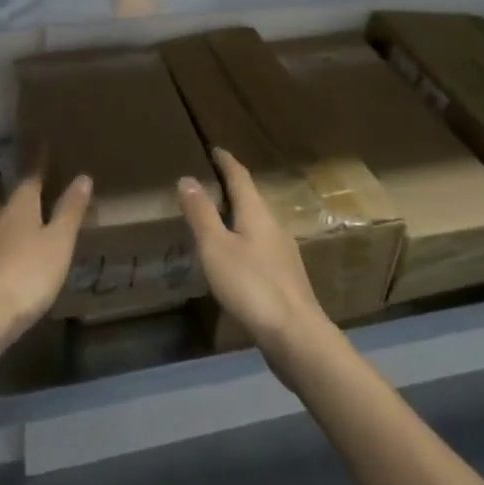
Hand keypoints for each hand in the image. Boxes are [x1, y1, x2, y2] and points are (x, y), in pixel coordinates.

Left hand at [0, 173, 90, 344]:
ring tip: (12, 225)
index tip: (43, 149)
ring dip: (1, 220)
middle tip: (27, 192)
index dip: (39, 165)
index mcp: (19, 206)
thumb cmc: (28, 275)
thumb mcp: (59, 243)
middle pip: (4, 198)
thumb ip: (70, 210)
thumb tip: (83, 177)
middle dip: (15, 194)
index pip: (31, 177)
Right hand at [180, 148, 335, 374]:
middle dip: (233, 188)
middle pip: (252, 199)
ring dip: (239, 215)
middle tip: (211, 181)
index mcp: (257, 213)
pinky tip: (236, 256)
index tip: (215, 149)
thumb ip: (201, 213)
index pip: (240, 177)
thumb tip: (188, 178)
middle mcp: (274, 226)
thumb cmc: (251, 285)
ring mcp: (284, 253)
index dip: (226, 162)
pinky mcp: (286, 278)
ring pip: (258, 224)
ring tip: (218, 217)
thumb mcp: (216, 247)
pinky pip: (261, 246)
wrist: (296, 335)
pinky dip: (244, 239)